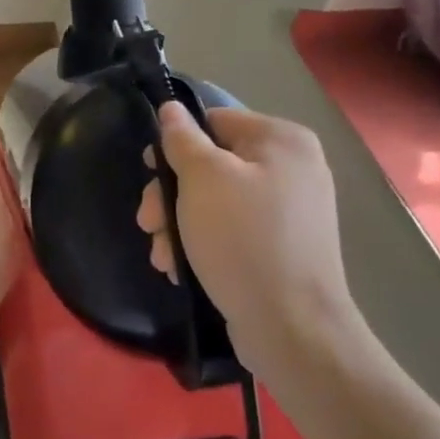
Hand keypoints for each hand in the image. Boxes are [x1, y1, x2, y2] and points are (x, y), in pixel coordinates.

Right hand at [136, 102, 357, 354]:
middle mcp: (292, 168)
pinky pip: (232, 230)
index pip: (214, 121)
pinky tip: (180, 268)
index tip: (149, 172)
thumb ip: (182, 139)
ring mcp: (289, 211)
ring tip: (161, 255)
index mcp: (282, 140)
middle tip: (147, 223)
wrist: (292, 329)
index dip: (176, 144)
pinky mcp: (281, 248)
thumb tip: (171, 109)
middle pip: (212, 164)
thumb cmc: (243, 239)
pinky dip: (203, 244)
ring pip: (215, 201)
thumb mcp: (202, 179)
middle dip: (171, 195)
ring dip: (179, 224)